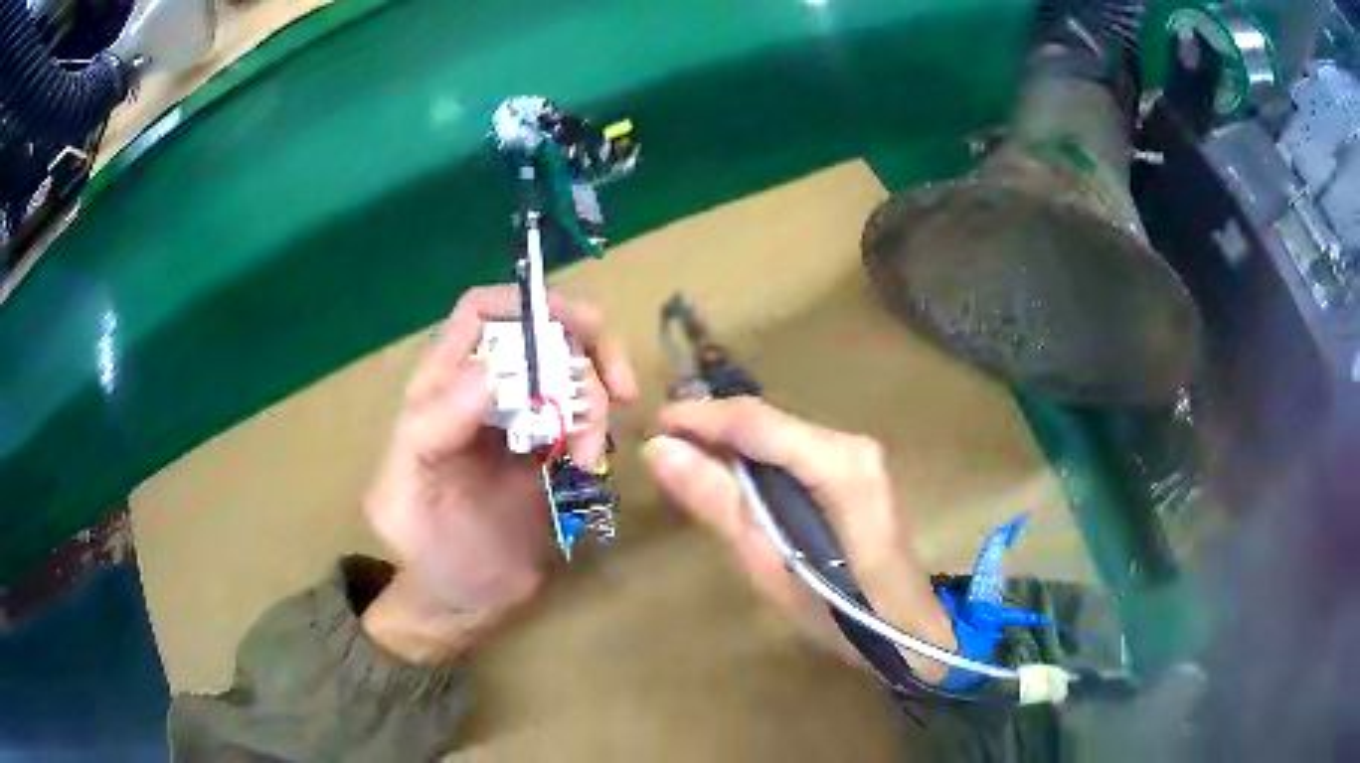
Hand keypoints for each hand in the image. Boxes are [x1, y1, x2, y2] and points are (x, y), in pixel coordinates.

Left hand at [362, 286, 637, 663]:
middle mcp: (485, 392)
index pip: (481, 312)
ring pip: (573, 374)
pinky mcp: (553, 451)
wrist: (462, 601)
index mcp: (440, 388)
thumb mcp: (405, 493)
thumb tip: (491, 371)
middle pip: (544, 333)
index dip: (525, 304)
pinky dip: (602, 430)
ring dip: (597, 401)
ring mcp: (523, 420)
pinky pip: (588, 418)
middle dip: (588, 347)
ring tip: (592, 456)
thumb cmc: (422, 547)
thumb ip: (431, 430)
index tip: (572, 328)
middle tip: (621, 388)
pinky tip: (593, 465)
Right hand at [643, 397, 956, 680]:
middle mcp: (852, 444)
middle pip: (768, 421)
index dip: (700, 417)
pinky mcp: (857, 469)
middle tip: (661, 449)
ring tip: (684, 462)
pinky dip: (756, 458)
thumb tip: (660, 449)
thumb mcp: (768, 563)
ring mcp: (859, 454)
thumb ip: (716, 501)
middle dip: (712, 428)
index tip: (652, 424)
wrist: (906, 630)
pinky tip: (731, 477)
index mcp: (838, 464)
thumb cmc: (839, 611)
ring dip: (731, 443)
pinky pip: (794, 450)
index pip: (756, 422)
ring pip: (780, 433)